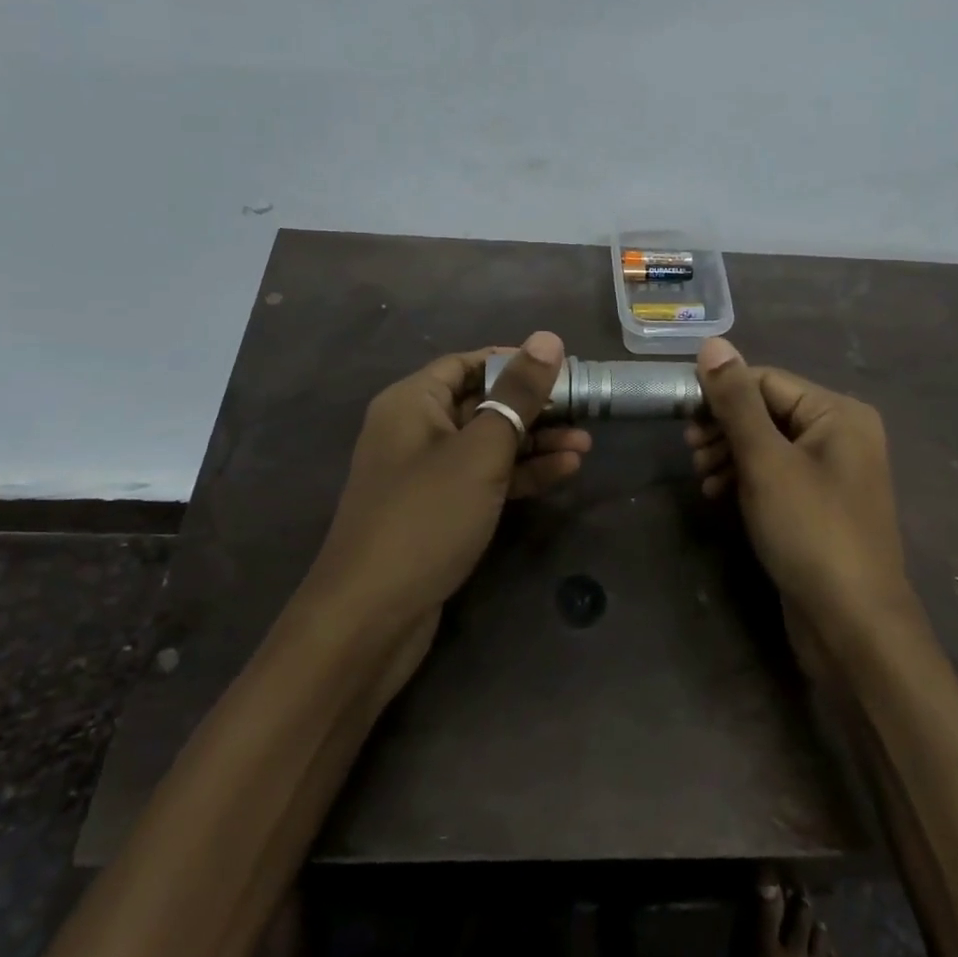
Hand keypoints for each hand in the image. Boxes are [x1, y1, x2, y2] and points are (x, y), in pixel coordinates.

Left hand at [306, 331, 587, 631]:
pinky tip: (564, 472)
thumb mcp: (480, 450)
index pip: (468, 362)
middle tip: (584, 410)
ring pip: (488, 443)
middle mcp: (415, 430)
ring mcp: (427, 474)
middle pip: (482, 402)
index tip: (563, 368)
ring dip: (535, 443)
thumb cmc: (426, 517)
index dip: (515, 361)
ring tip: (585, 445)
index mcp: (412, 402)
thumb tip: (548, 338)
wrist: (371, 618)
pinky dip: (521, 474)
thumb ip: (517, 394)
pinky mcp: (440, 511)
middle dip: (534, 407)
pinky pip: (485, 478)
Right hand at [687, 338, 912, 634]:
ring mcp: (833, 471)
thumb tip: (713, 343)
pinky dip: (746, 478)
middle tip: (691, 452)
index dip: (721, 393)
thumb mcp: (766, 461)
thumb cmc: (810, 531)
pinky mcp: (819, 504)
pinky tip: (719, 494)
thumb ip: (736, 401)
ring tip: (702, 478)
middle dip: (724, 428)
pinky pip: (776, 474)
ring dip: (730, 454)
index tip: (682, 416)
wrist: (853, 625)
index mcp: (838, 413)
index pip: (767, 380)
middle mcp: (841, 434)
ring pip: (768, 444)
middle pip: (768, 410)